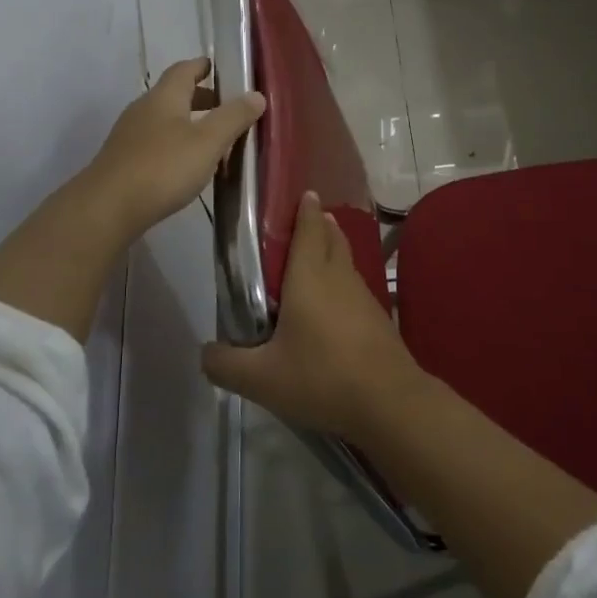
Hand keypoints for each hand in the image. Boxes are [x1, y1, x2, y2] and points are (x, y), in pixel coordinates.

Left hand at [85, 57, 264, 244]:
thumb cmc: (163, 167)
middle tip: (225, 107)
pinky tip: (186, 165)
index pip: (184, 70)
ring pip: (164, 120)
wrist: (107, 208)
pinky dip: (175, 144)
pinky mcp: (123, 161)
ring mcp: (129, 136)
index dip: (201, 66)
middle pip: (173, 95)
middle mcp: (143, 109)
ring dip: (188, 123)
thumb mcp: (207, 142)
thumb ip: (233, 117)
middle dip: (199, 97)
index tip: (218, 67)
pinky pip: (155, 142)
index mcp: (164, 97)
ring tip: (212, 139)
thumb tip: (256, 94)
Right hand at [203, 192, 428, 443]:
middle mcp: (339, 277)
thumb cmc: (321, 378)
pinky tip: (331, 306)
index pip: (309, 228)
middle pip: (331, 237)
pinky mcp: (378, 319)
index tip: (299, 194)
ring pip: (345, 262)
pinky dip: (341, 282)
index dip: (304, 209)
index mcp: (310, 277)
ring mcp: (364, 297)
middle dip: (318, 225)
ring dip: (332, 251)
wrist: (390, 403)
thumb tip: (206, 352)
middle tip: (300, 224)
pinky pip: (354, 287)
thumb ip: (225, 364)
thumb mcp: (261, 379)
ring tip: (313, 258)